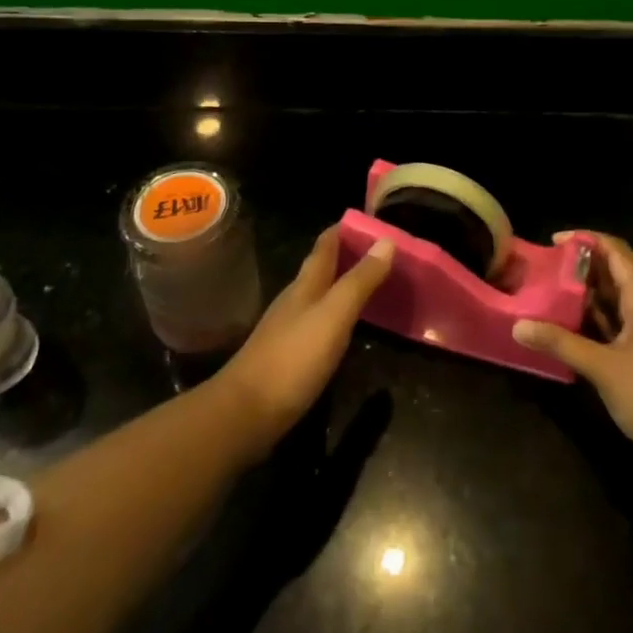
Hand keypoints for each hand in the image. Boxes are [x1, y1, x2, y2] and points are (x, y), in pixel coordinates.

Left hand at [218, 226, 393, 456]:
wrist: (246, 413)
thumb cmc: (293, 358)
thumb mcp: (334, 315)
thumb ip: (360, 281)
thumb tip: (386, 240)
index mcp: (306, 285)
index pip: (325, 245)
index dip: (345, 229)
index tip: (371, 219)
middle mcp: (295, 300)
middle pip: (321, 268)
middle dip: (348, 254)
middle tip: (382, 251)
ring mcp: (288, 328)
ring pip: (319, 294)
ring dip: (343, 283)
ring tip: (372, 282)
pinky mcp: (288, 355)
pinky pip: (318, 321)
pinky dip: (337, 313)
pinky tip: (347, 325)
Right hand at [512, 232, 632, 485]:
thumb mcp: (602, 367)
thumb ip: (561, 342)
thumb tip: (518, 326)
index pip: (616, 251)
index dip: (586, 240)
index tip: (553, 241)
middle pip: (616, 272)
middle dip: (582, 267)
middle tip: (545, 268)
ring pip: (616, 299)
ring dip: (586, 294)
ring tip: (549, 292)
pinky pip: (618, 322)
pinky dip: (595, 319)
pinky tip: (568, 325)